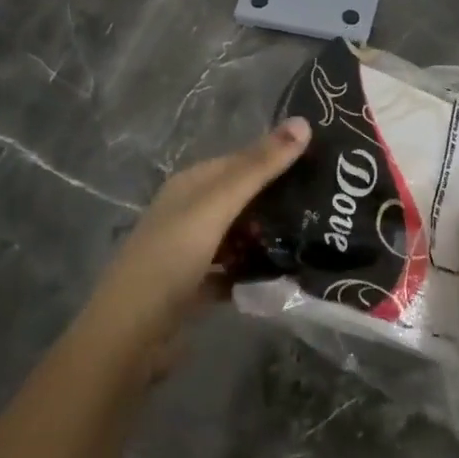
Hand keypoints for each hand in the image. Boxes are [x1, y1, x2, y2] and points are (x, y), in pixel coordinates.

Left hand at [81, 117, 310, 372]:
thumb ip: (259, 168)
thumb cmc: (170, 258)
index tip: (322, 162)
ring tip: (316, 237)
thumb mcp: (216, 206)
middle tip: (328, 203)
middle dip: (278, 200)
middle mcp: (189, 212)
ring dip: (269, 236)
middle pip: (242, 198)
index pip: (241, 160)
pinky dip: (255, 271)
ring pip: (240, 235)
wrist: (129, 336)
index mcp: (190, 185)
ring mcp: (191, 251)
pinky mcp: (196, 287)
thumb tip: (304, 121)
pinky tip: (286, 276)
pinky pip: (234, 270)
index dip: (277, 157)